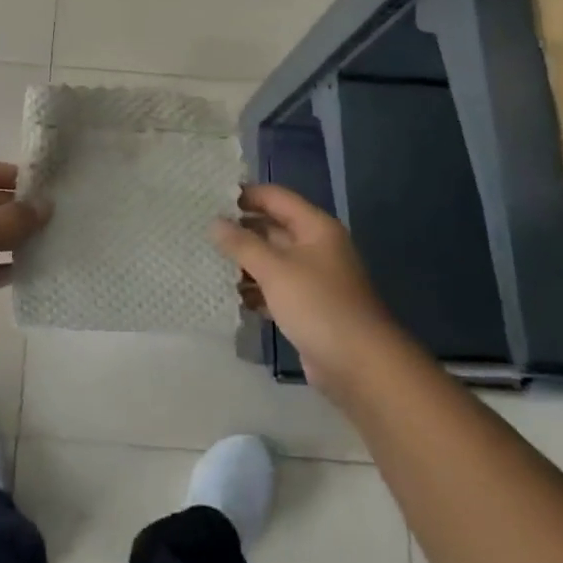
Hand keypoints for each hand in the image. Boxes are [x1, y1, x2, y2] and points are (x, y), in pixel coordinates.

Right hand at [210, 185, 401, 401]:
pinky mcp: (307, 308)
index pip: (275, 197)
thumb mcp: (275, 270)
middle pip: (272, 228)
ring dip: (244, 263)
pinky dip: (256, 290)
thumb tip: (214, 223)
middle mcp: (315, 247)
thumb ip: (242, 244)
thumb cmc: (318, 306)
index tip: (210, 199)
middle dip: (240, 230)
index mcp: (315, 227)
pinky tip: (230, 295)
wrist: (360, 367)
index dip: (245, 195)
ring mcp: (312, 279)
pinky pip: (275, 289)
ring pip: (272, 260)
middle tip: (202, 232)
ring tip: (208, 263)